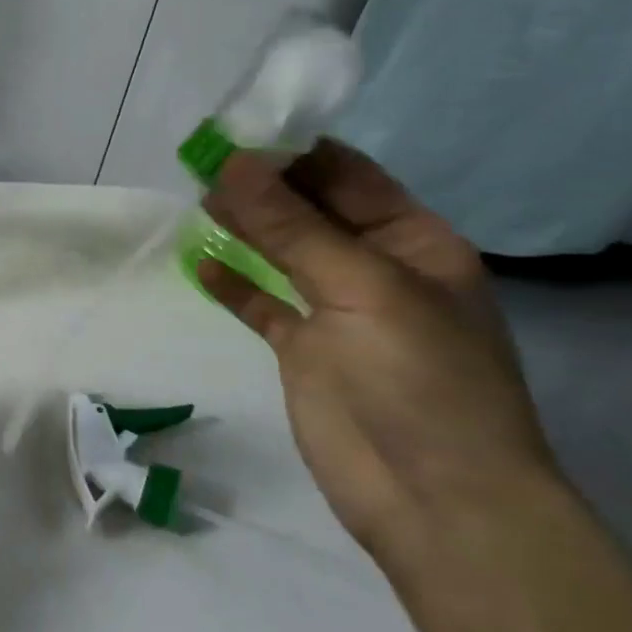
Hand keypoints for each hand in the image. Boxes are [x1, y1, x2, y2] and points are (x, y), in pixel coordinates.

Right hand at [199, 140, 555, 556]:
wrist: (436, 500)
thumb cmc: (421, 380)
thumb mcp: (361, 288)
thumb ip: (291, 227)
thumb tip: (232, 165)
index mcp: (413, 242)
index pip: (346, 176)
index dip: (293, 150)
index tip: (233, 132)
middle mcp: (374, 268)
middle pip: (308, 210)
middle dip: (260, 185)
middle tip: (199, 162)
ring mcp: (336, 311)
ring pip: (280, 253)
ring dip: (242, 227)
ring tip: (194, 201)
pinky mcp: (302, 350)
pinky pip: (261, 303)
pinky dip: (232, 283)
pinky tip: (199, 264)